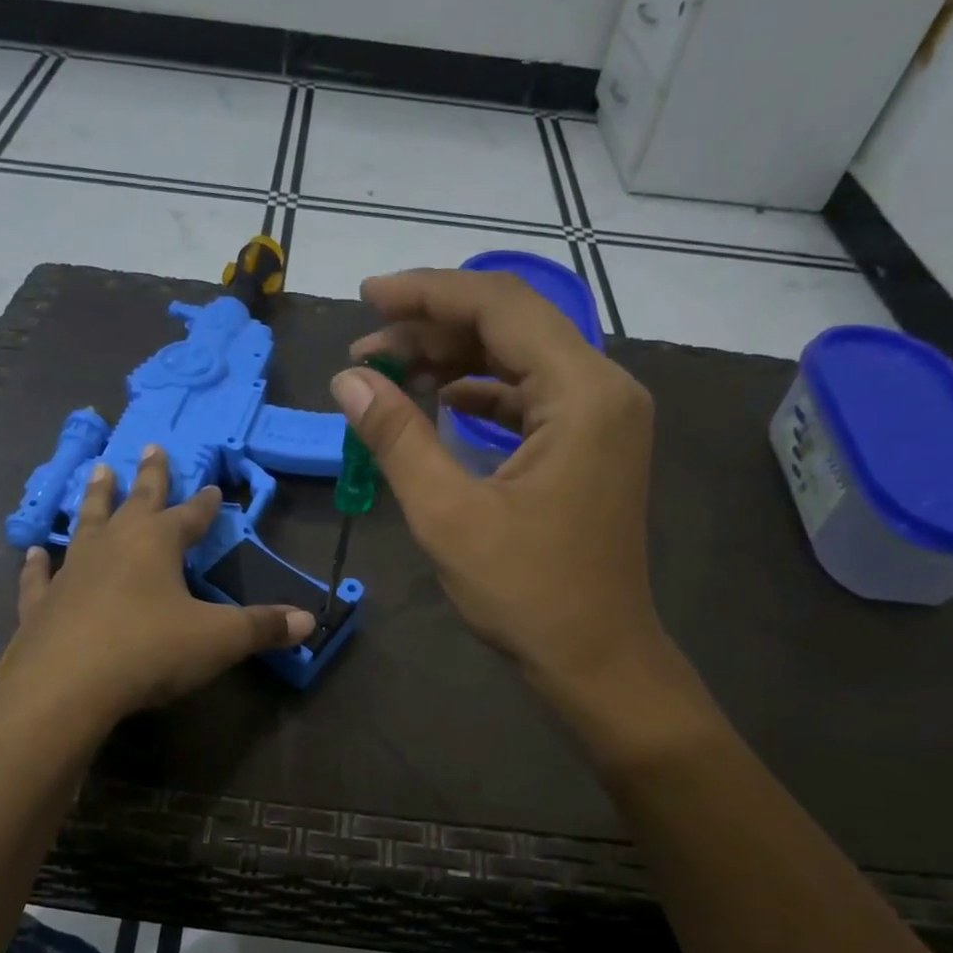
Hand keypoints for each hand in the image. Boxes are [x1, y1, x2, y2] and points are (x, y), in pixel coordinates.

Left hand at [0, 444, 314, 726]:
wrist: (66, 687)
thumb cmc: (150, 651)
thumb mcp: (219, 640)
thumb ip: (263, 627)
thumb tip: (309, 622)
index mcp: (157, 545)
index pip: (190, 516)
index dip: (205, 505)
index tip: (213, 487)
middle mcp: (113, 546)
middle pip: (136, 502)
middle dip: (149, 477)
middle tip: (150, 446)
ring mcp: (72, 571)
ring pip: (86, 524)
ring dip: (95, 499)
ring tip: (98, 471)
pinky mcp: (40, 604)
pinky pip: (40, 576)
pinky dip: (37, 563)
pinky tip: (33, 551)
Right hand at [334, 269, 706, 739]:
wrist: (595, 657)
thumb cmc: (526, 592)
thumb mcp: (448, 514)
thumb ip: (397, 437)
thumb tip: (349, 379)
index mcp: (582, 393)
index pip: (500, 307)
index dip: (426, 295)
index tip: (366, 298)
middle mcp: (604, 389)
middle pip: (514, 325)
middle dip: (435, 328)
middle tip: (366, 348)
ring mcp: (603, 418)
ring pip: (521, 359)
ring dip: (456, 359)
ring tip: (391, 371)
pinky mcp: (592, 446)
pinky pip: (532, 397)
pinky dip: (484, 393)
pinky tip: (443, 402)